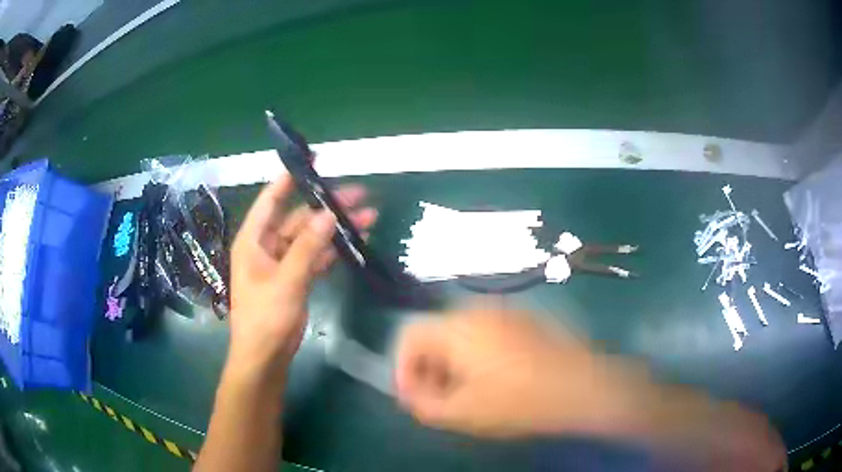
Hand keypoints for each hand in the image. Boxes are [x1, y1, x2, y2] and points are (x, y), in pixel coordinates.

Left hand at [227, 175, 376, 382]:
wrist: (265, 358)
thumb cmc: (265, 318)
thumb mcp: (286, 281)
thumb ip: (307, 248)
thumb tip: (328, 214)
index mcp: (253, 240)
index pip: (271, 200)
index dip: (290, 179)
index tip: (313, 161)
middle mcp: (267, 246)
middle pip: (298, 217)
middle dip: (327, 206)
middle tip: (359, 195)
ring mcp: (283, 263)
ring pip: (311, 237)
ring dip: (336, 228)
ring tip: (368, 217)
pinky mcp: (296, 278)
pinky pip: (316, 257)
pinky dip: (334, 250)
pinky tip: (356, 242)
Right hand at [394, 303, 619, 437]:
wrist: (581, 386)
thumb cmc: (518, 401)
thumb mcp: (462, 413)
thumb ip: (423, 405)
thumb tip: (409, 394)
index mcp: (456, 327)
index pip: (408, 335)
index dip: (402, 367)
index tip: (412, 396)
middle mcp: (476, 310)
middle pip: (434, 335)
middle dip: (428, 368)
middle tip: (438, 399)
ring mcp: (504, 312)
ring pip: (460, 335)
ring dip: (451, 363)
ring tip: (465, 393)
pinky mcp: (524, 320)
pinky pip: (485, 333)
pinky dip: (475, 355)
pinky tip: (493, 380)